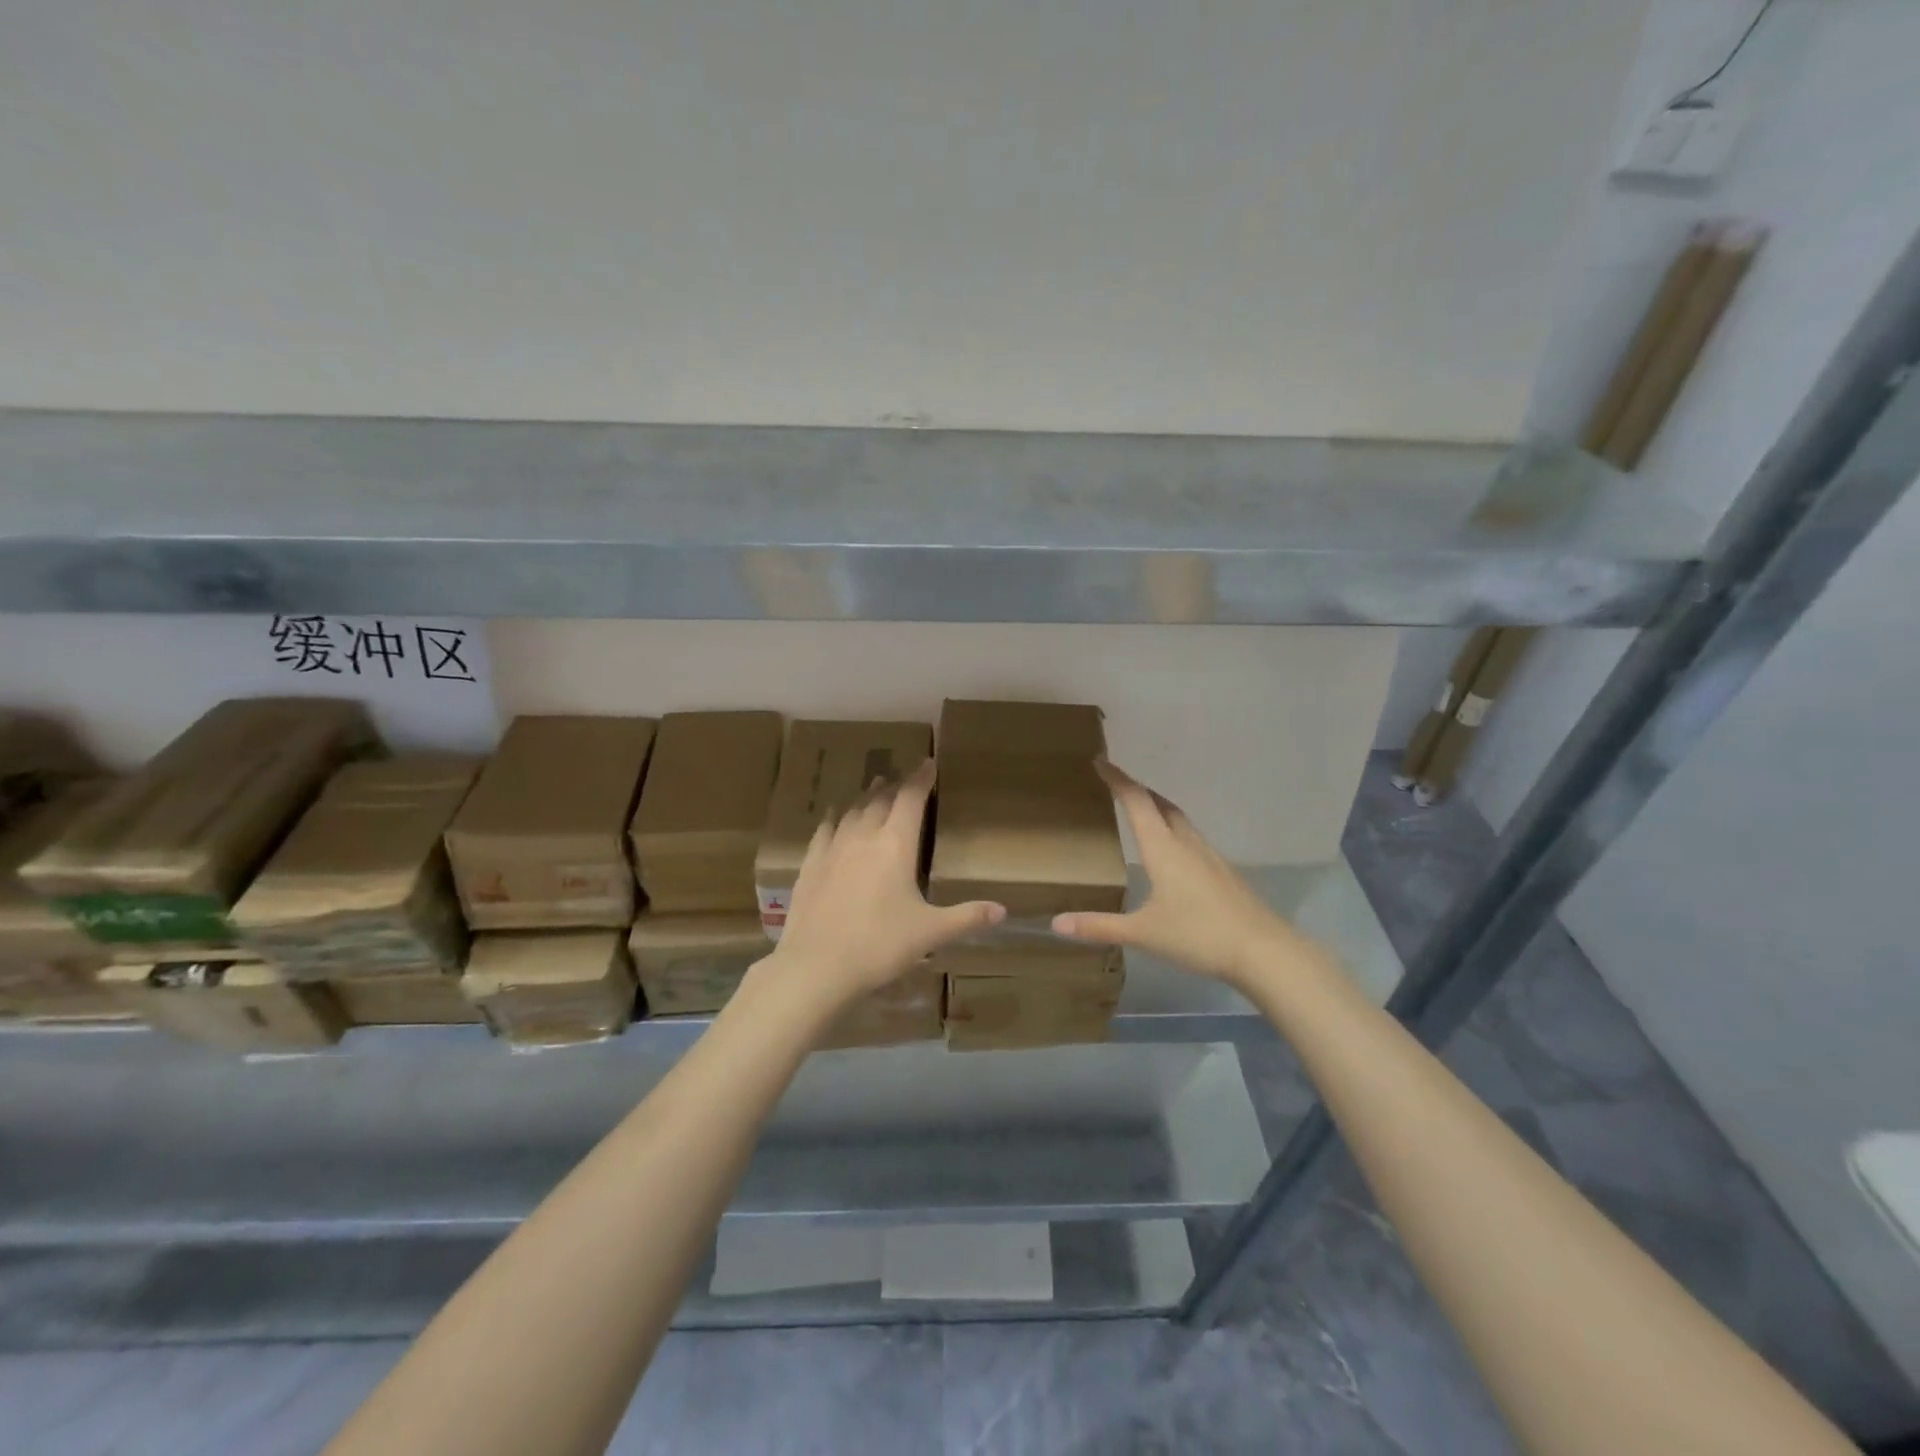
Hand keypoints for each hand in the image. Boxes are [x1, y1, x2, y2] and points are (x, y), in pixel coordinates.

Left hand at [766, 760, 1003, 1009]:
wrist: (817, 965)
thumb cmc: (881, 945)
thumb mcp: (930, 933)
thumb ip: (967, 917)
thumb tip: (1003, 911)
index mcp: (896, 843)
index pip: (911, 798)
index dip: (921, 778)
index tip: (928, 763)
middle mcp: (864, 835)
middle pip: (880, 798)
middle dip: (895, 785)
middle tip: (904, 778)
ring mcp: (833, 848)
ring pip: (853, 810)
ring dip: (866, 797)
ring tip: (874, 788)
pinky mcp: (810, 864)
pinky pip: (824, 830)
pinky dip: (835, 818)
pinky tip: (835, 818)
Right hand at [1052, 761, 1307, 989]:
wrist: (1263, 951)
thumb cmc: (1198, 935)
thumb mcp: (1142, 933)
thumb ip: (1099, 927)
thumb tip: (1056, 923)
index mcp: (1163, 848)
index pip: (1136, 801)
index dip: (1117, 779)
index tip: (1100, 761)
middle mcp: (1186, 842)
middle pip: (1160, 803)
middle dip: (1137, 789)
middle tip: (1117, 784)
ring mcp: (1209, 855)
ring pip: (1179, 819)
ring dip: (1158, 807)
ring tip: (1142, 811)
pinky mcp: (1223, 871)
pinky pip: (1192, 837)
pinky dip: (1174, 830)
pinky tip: (1172, 852)